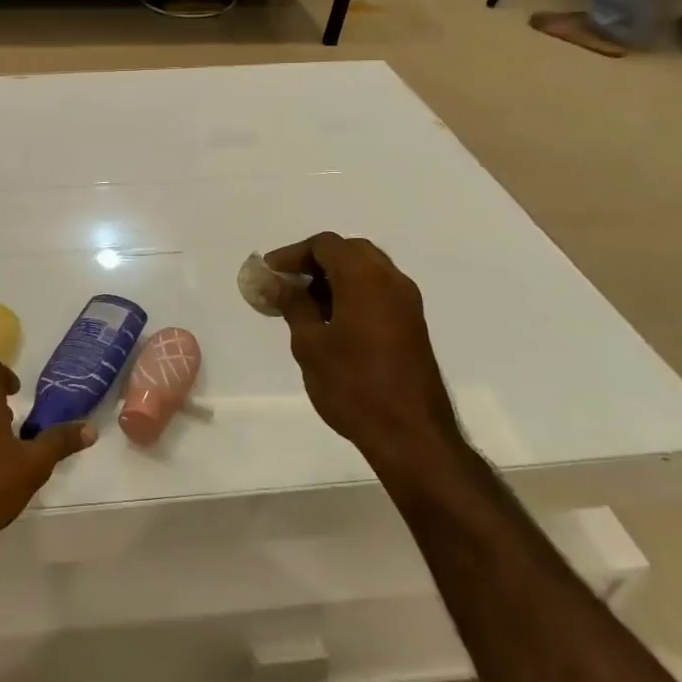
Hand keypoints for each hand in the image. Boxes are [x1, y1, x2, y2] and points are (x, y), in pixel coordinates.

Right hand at [266, 234, 466, 482]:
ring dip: (334, 278)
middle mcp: (391, 280)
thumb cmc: (354, 386)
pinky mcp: (412, 324)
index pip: (325, 245)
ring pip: (366, 271)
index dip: (293, 254)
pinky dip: (352, 293)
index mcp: (365, 278)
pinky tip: (330, 321)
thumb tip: (274, 281)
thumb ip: (292, 304)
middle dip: (314, 262)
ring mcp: (407, 303)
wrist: (412, 436)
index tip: (269, 274)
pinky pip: (378, 291)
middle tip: (287, 284)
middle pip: (348, 252)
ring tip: (303, 305)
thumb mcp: (310, 344)